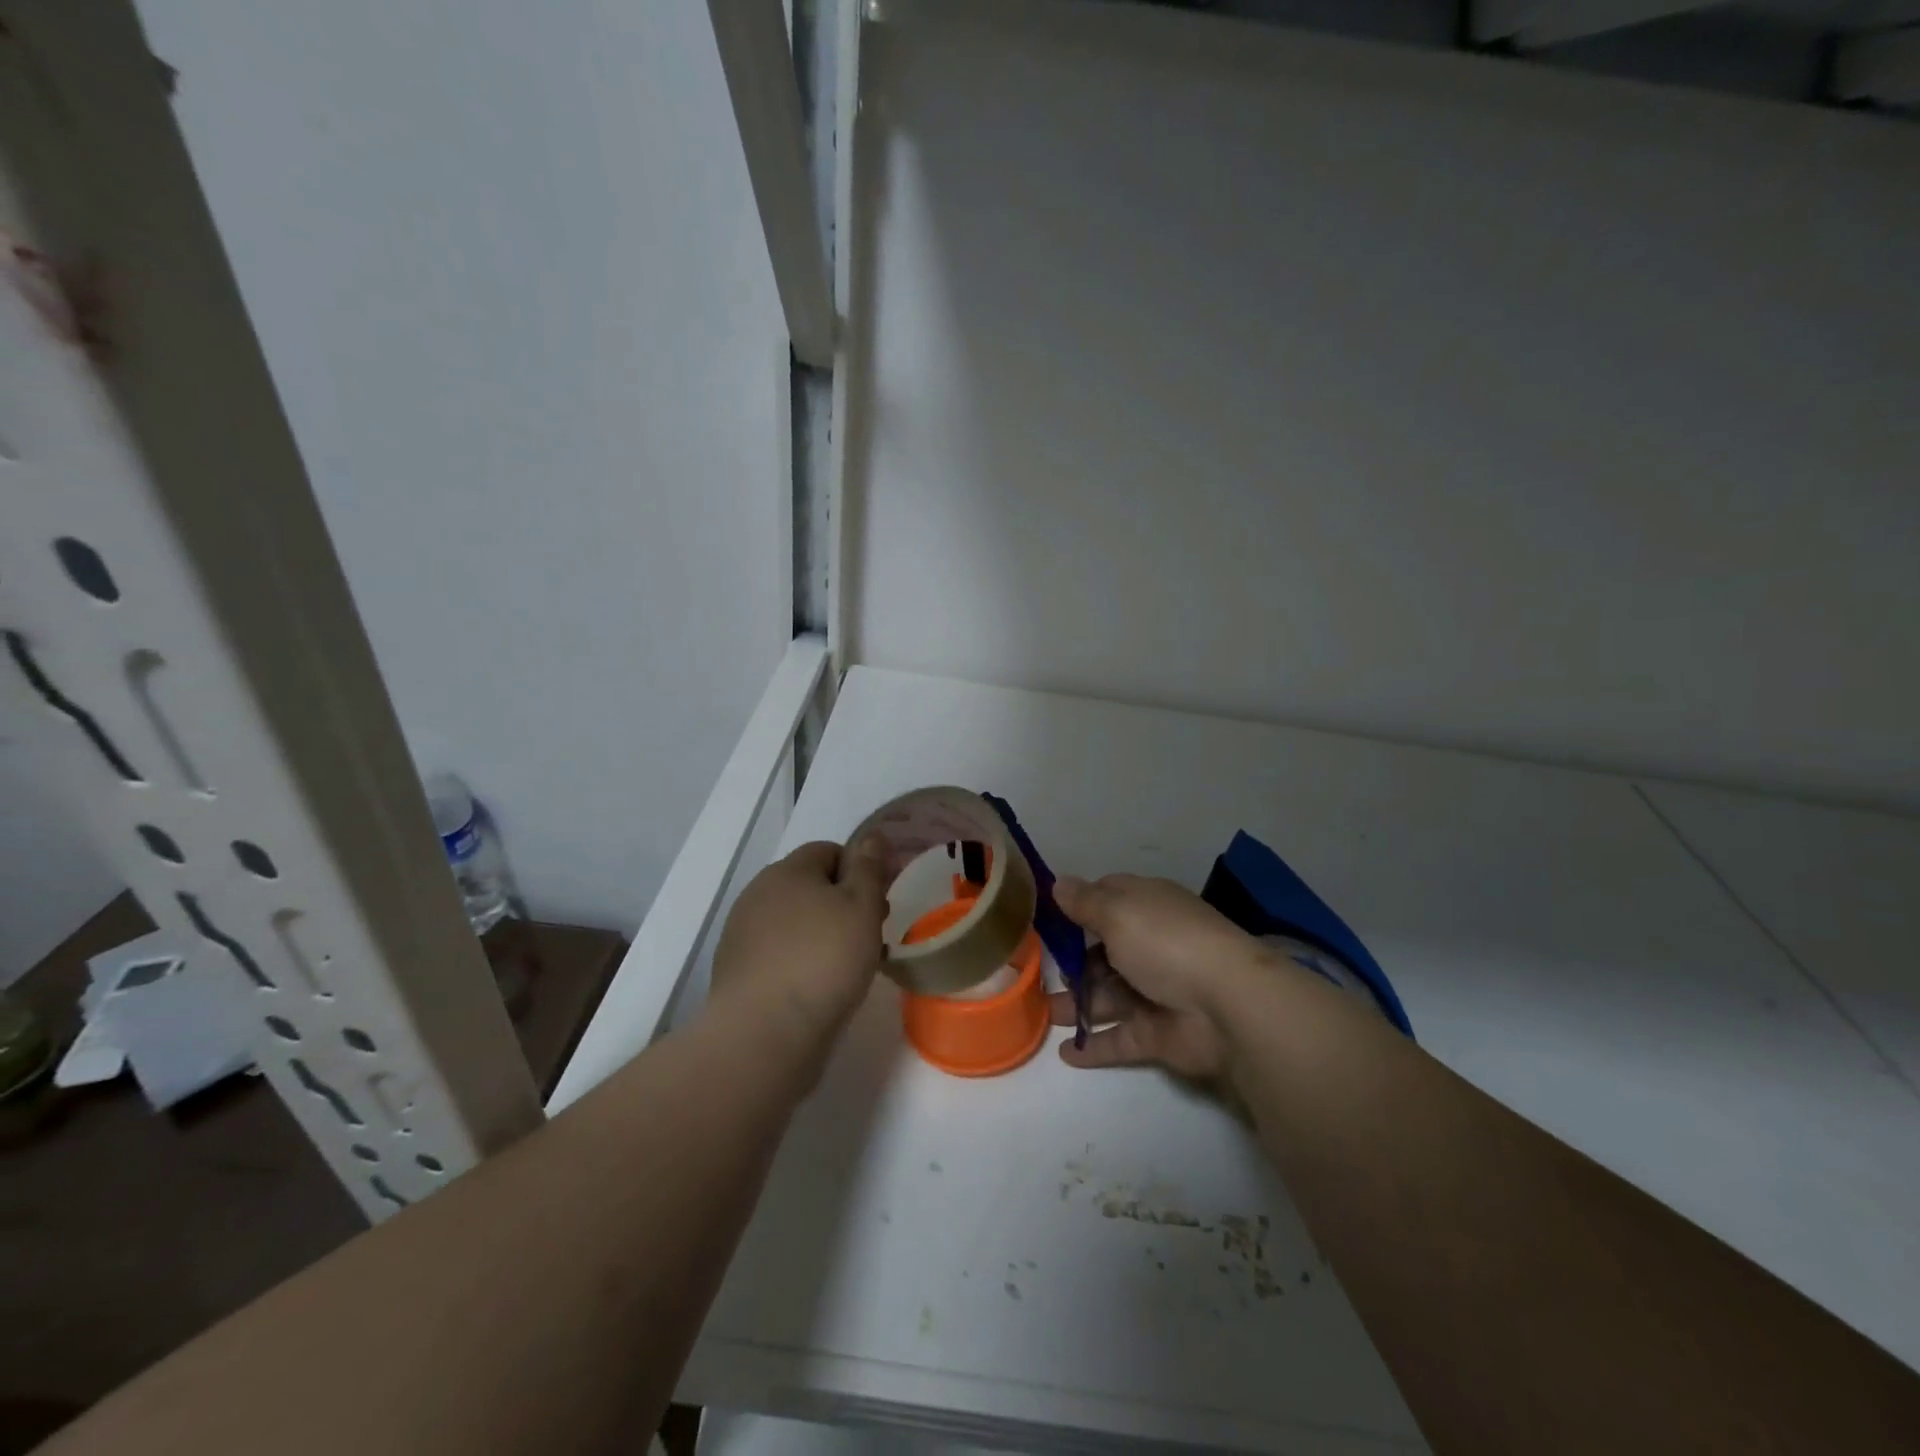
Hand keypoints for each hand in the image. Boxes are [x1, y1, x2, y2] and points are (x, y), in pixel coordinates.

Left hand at [709, 837, 890, 1059]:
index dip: (858, 872)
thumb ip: (869, 868)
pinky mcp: (737, 971)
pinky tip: (817, 989)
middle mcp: (758, 894)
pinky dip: (800, 962)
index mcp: (787, 870)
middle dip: (842, 905)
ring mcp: (742, 934)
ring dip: (822, 935)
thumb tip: (872, 836)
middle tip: (870, 937)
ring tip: (848, 968)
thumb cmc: (824, 960)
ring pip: (795, 922)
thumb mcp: (861, 906)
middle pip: (810, 887)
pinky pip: (778, 954)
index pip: (828, 851)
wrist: (764, 1034)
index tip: (878, 904)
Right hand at [1047, 874, 1265, 1080]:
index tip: (1045, 917)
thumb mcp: (1117, 911)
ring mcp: (1154, 992)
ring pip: (1106, 997)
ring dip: (1075, 1005)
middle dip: (1071, 962)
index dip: (1078, 906)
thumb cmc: (1166, 943)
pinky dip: (1093, 1046)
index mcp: (1146, 908)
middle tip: (1037, 971)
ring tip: (1041, 1014)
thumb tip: (1057, 883)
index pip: (1107, 900)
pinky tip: (1066, 1053)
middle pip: (1102, 952)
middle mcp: (1150, 946)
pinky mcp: (1157, 1033)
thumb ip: (1083, 902)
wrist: (1227, 1006)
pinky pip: (1118, 1039)